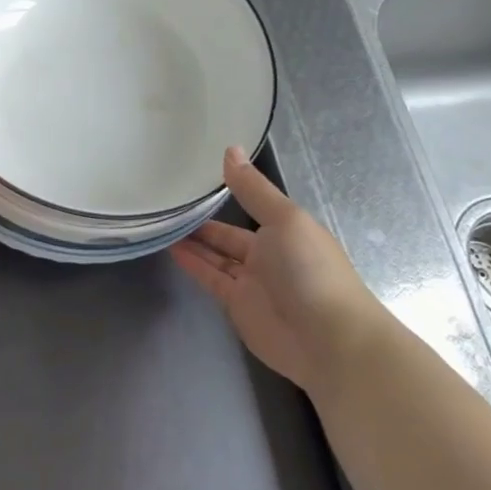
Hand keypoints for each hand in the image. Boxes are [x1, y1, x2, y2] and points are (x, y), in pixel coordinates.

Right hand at [172, 148, 385, 391]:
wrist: (328, 341)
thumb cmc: (310, 270)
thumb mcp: (284, 220)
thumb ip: (253, 189)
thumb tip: (229, 148)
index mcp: (286, 229)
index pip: (250, 206)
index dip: (226, 193)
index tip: (194, 177)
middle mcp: (269, 253)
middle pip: (230, 234)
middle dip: (204, 221)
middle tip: (169, 202)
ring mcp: (252, 282)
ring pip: (217, 256)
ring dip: (194, 242)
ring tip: (162, 222)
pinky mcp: (237, 306)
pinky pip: (211, 278)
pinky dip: (193, 264)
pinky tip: (172, 249)